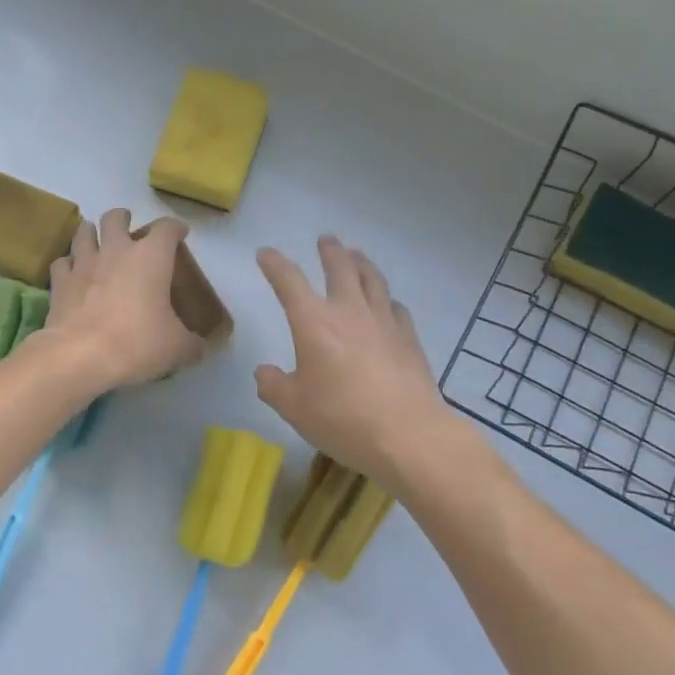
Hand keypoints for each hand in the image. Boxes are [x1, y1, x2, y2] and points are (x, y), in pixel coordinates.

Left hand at [45, 210, 205, 391]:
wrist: (80, 356)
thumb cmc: (137, 343)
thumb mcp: (176, 348)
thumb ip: (192, 344)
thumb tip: (202, 348)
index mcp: (151, 257)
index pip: (167, 228)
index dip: (175, 228)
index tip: (180, 234)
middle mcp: (116, 250)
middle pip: (115, 218)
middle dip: (122, 218)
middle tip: (127, 229)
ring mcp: (84, 263)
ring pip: (83, 232)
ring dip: (91, 232)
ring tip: (96, 241)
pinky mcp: (60, 282)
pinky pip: (62, 262)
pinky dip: (69, 264)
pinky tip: (73, 273)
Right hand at [254, 236, 452, 491]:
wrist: (408, 435)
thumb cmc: (342, 419)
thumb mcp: (294, 408)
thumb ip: (274, 386)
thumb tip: (264, 373)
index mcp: (314, 323)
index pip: (289, 282)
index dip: (275, 265)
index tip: (266, 254)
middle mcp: (349, 311)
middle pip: (341, 268)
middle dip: (330, 251)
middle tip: (327, 239)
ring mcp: (384, 322)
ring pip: (373, 280)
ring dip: (362, 263)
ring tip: (357, 255)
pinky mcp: (409, 338)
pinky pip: (396, 308)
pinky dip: (387, 300)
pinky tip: (388, 304)